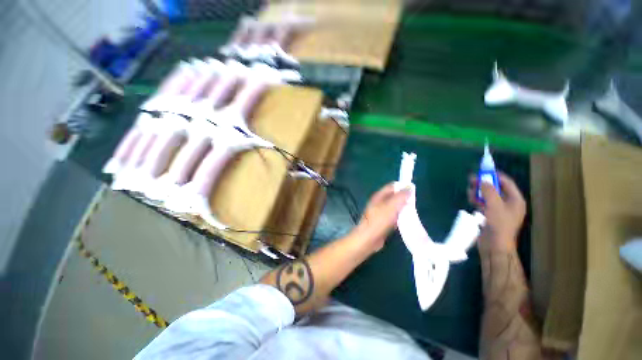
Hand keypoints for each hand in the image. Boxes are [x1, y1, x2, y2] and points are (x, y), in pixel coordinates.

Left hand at [350, 183, 409, 253]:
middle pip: (393, 197)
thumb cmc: (379, 221)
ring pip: (394, 207)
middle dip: (404, 199)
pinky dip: (399, 218)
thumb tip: (410, 186)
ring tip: (413, 212)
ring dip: (403, 209)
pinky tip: (407, 222)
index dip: (402, 187)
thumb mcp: (391, 207)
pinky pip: (393, 217)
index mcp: (379, 196)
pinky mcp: (382, 222)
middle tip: (415, 203)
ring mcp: (380, 212)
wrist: (368, 239)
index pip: (392, 186)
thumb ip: (401, 196)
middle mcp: (379, 202)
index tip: (414, 191)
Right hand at [468, 172, 525, 252]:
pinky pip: (484, 203)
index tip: (483, 170)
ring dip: (478, 192)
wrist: (494, 245)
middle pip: (495, 188)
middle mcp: (509, 203)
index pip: (506, 182)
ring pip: (487, 195)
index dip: (495, 175)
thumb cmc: (499, 224)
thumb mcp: (494, 205)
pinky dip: (477, 199)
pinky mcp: (490, 215)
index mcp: (515, 200)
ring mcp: (499, 209)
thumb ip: (488, 190)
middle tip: (471, 179)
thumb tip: (482, 180)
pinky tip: (471, 199)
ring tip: (470, 192)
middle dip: (483, 184)